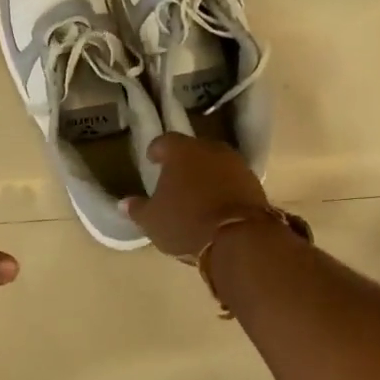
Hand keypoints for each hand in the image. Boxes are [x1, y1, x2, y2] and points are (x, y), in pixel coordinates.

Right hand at [120, 133, 270, 258]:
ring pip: (215, 164)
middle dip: (183, 162)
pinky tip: (217, 205)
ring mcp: (236, 165)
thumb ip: (138, 209)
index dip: (156, 151)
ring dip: (206, 175)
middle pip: (193, 150)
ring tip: (196, 193)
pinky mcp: (255, 184)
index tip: (152, 160)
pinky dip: (223, 188)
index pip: (164, 141)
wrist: (240, 238)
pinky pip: (232, 180)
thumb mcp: (152, 221)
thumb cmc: (186, 222)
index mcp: (181, 151)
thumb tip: (124, 203)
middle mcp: (210, 150)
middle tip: (174, 178)